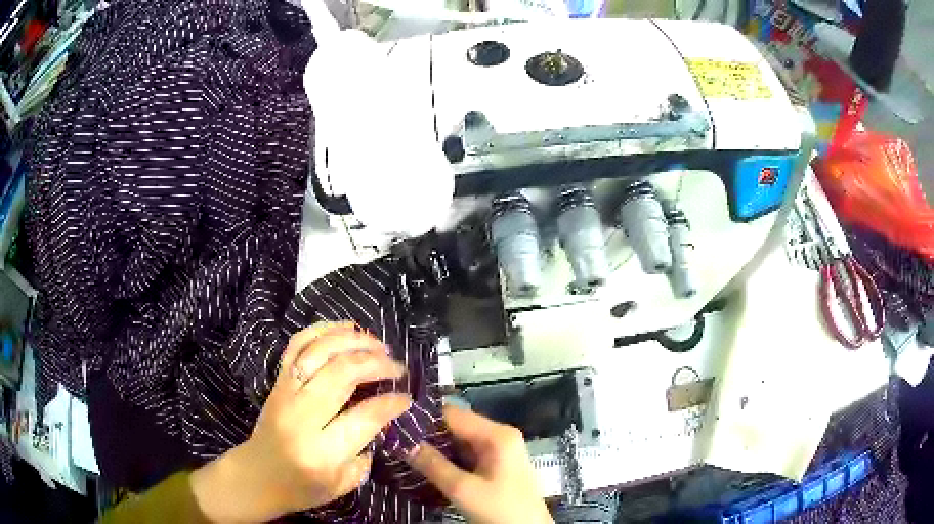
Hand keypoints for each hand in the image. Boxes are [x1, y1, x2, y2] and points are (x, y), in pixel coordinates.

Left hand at [191, 322, 410, 522]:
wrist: (258, 476)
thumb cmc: (303, 487)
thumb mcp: (344, 483)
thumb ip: (366, 451)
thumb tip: (382, 416)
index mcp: (322, 452)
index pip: (365, 416)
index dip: (392, 402)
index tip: (407, 397)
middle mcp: (301, 416)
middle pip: (342, 374)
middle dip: (377, 364)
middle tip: (397, 367)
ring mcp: (286, 393)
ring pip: (320, 351)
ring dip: (354, 341)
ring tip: (377, 344)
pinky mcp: (277, 381)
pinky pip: (297, 344)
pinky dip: (322, 330)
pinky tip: (345, 329)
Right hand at [407, 406, 552, 523]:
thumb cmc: (500, 510)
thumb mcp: (462, 489)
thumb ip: (432, 464)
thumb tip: (402, 442)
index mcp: (497, 434)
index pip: (453, 414)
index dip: (423, 418)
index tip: (394, 425)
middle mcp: (500, 436)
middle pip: (457, 426)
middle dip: (427, 435)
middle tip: (395, 441)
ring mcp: (500, 451)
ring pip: (460, 442)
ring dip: (435, 448)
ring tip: (403, 451)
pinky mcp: (497, 466)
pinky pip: (467, 455)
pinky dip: (447, 459)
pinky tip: (426, 465)